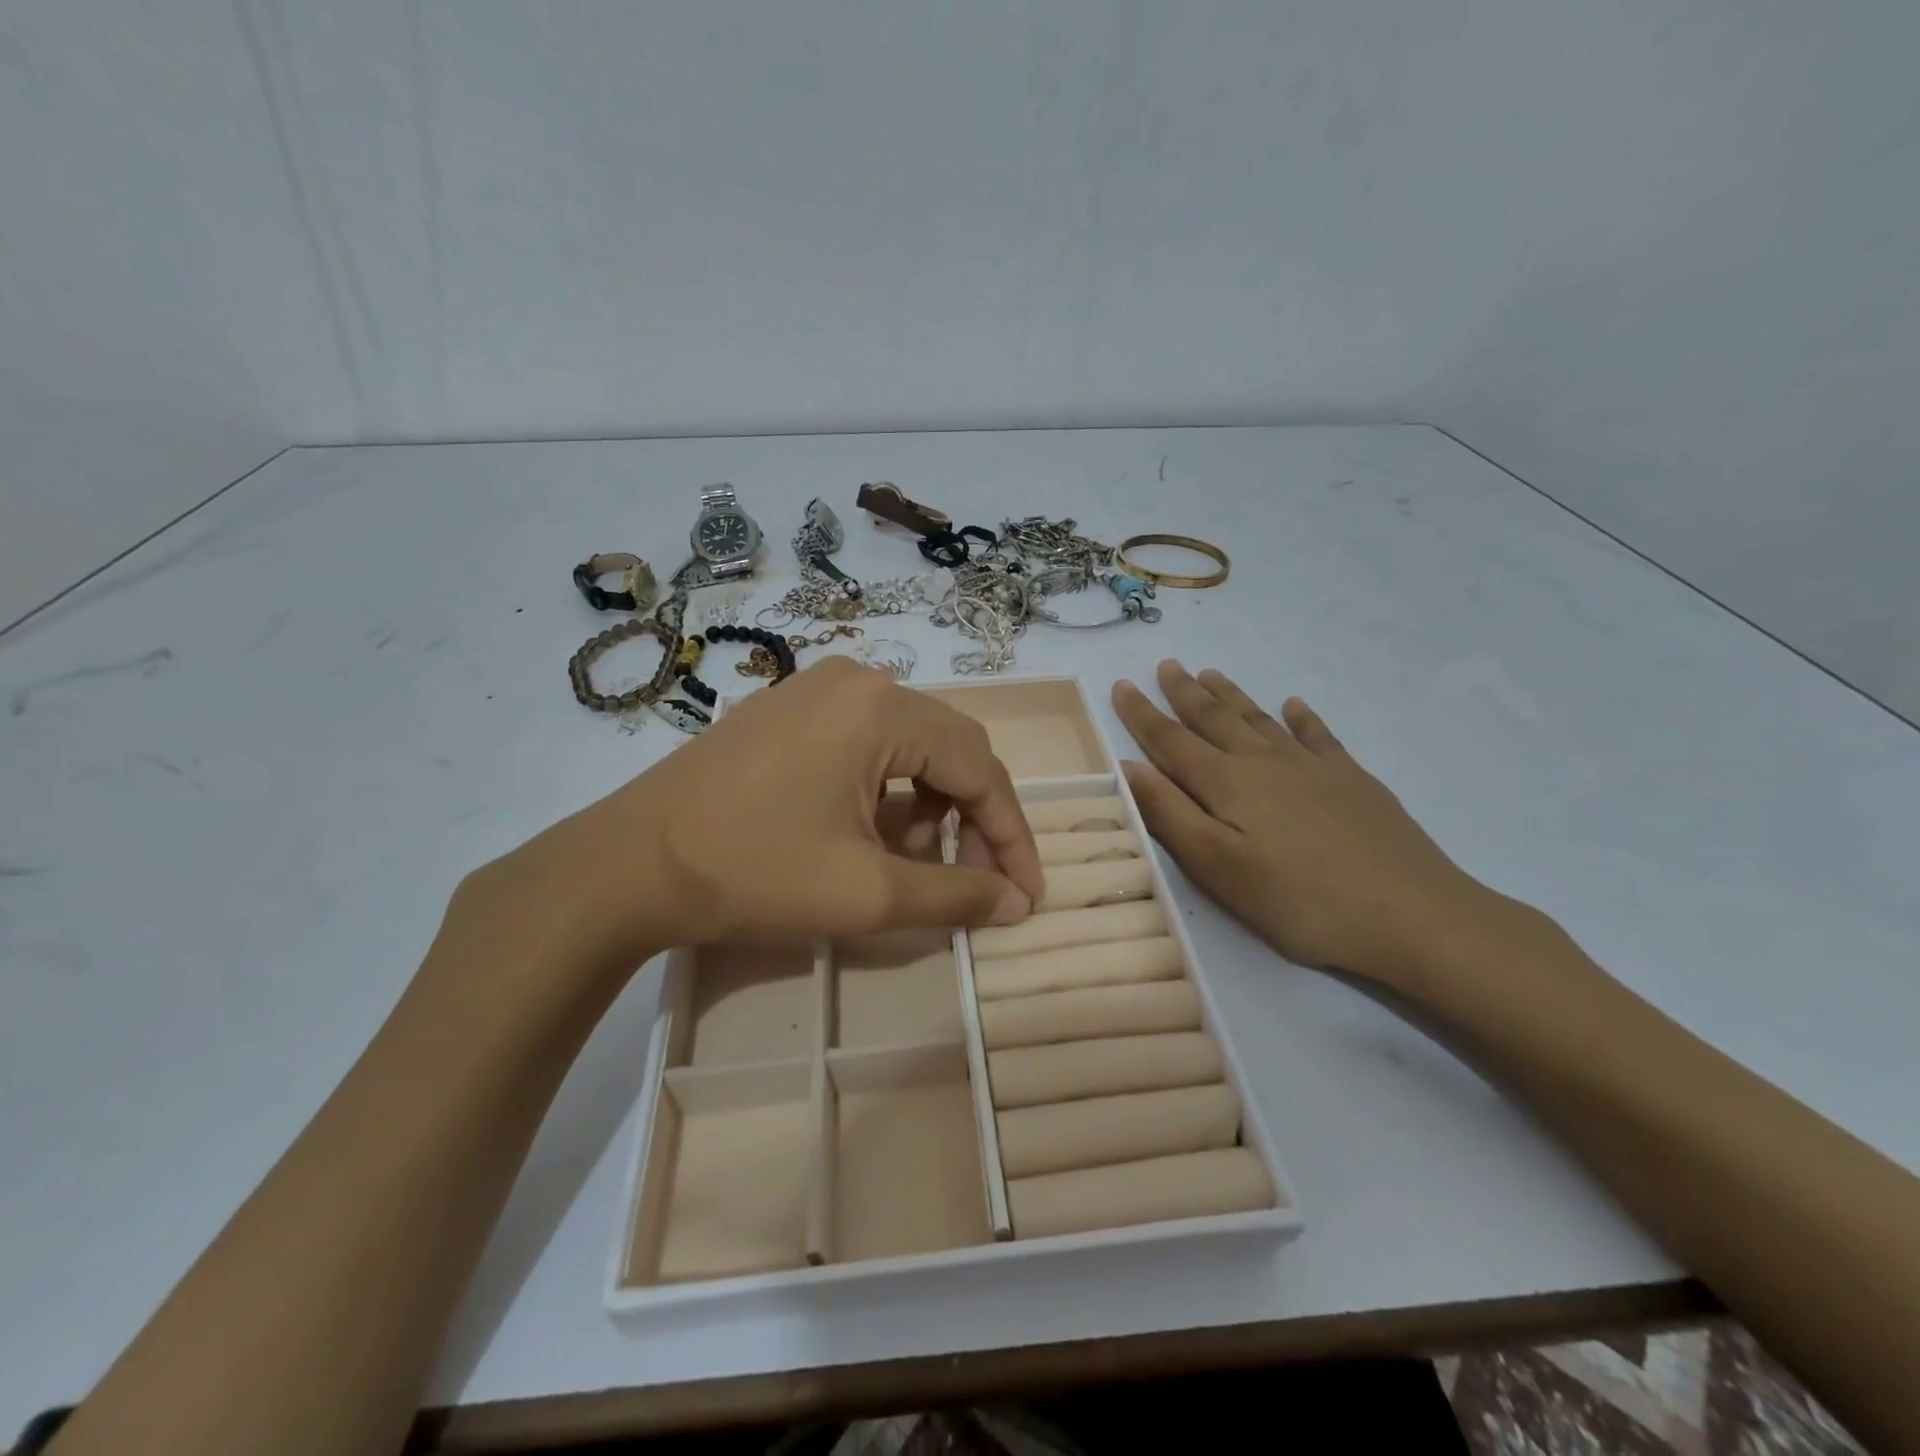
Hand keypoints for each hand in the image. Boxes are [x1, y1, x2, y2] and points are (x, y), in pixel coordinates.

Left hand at [459, 658, 1043, 982]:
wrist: (625, 867)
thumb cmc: (751, 873)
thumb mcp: (866, 894)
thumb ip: (955, 896)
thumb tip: (1017, 904)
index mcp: (881, 708)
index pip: (978, 768)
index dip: (1010, 834)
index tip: (1028, 893)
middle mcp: (857, 679)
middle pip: (948, 748)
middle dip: (972, 819)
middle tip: (979, 881)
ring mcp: (816, 688)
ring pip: (908, 746)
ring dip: (929, 806)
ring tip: (915, 864)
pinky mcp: (788, 709)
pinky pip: (865, 743)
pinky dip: (886, 791)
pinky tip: (870, 834)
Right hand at [1112, 661, 1497, 983]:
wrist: (1411, 914)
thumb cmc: (1299, 901)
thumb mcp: (1218, 868)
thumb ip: (1170, 814)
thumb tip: (1128, 765)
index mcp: (1227, 783)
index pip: (1171, 740)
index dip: (1143, 714)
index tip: (1122, 684)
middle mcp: (1265, 762)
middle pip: (1215, 719)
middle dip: (1185, 692)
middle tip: (1167, 665)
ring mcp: (1313, 767)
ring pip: (1260, 719)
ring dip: (1231, 695)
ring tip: (1210, 673)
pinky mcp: (1352, 780)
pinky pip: (1318, 735)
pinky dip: (1302, 717)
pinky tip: (1294, 704)